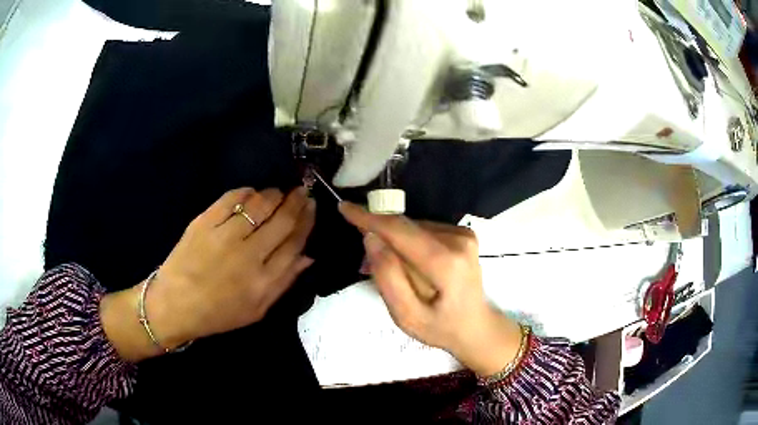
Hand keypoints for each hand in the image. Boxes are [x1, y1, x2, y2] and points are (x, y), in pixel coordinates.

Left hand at [102, 187, 314, 360]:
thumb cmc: (218, 313)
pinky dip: (246, 192)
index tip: (312, 207)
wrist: (175, 305)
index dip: (307, 221)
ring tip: (279, 192)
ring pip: (259, 205)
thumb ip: (284, 283)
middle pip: (281, 220)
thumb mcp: (257, 310)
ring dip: (274, 194)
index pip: (294, 242)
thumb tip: (308, 256)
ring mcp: (224, 236)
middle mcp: (248, 255)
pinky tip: (252, 192)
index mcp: (264, 280)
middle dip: (297, 202)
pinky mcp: (204, 222)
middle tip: (302, 191)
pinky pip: (231, 198)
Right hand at [339, 202, 521, 376]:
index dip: (369, 218)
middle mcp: (458, 240)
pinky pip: (424, 231)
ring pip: (413, 228)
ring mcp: (464, 234)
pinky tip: (410, 265)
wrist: (475, 326)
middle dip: (379, 236)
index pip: (400, 231)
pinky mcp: (463, 234)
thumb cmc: (440, 328)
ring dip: (395, 242)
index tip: (344, 207)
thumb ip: (387, 277)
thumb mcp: (406, 316)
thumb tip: (371, 238)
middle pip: (406, 228)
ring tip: (390, 271)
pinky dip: (409, 243)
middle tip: (365, 262)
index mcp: (446, 263)